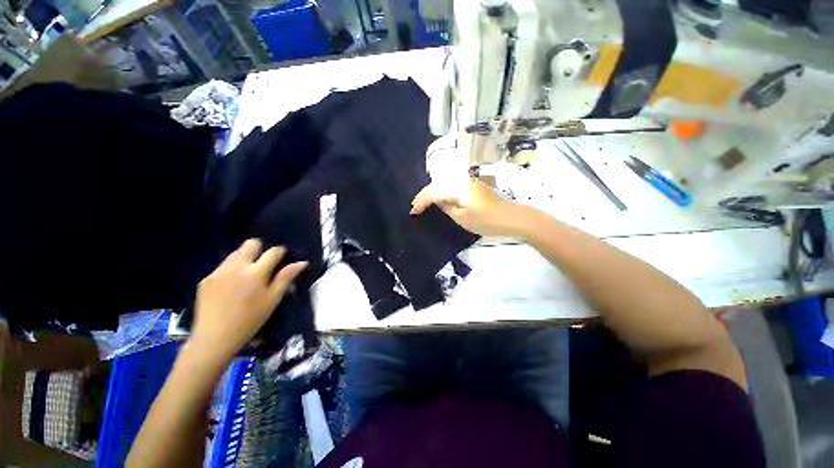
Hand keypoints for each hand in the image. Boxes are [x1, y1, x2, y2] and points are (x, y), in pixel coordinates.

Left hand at [191, 239, 306, 363]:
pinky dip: (231, 270)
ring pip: (235, 253)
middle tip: (263, 264)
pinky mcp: (206, 279)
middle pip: (250, 244)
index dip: (280, 252)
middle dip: (260, 249)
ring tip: (247, 276)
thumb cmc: (250, 320)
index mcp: (256, 272)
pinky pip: (223, 266)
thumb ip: (286, 277)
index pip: (272, 252)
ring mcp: (219, 272)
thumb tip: (302, 262)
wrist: (214, 338)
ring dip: (245, 258)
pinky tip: (231, 287)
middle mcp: (236, 267)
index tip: (282, 257)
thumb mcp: (273, 299)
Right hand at [410, 177, 525, 235]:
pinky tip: (440, 196)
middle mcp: (462, 179)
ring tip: (423, 201)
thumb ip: (447, 207)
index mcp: (458, 187)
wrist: (512, 217)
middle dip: (425, 194)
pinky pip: (453, 184)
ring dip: (433, 191)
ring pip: (445, 182)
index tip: (413, 212)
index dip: (422, 201)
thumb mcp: (462, 218)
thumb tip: (438, 201)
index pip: (434, 192)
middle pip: (438, 184)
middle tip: (415, 205)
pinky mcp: (474, 184)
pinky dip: (443, 190)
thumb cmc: (487, 220)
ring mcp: (469, 180)